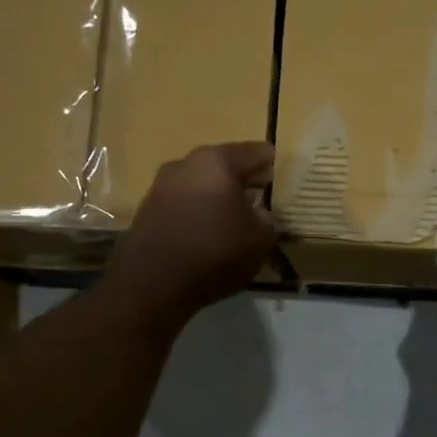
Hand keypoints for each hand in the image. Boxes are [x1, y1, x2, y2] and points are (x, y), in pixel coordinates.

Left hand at [108, 141, 277, 320]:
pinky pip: (185, 204)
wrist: (153, 284)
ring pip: (204, 185)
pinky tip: (210, 237)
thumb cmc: (215, 252)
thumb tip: (264, 216)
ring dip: (221, 200)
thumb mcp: (261, 240)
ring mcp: (162, 185)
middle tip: (265, 207)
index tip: (288, 189)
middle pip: (227, 167)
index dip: (277, 169)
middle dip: (247, 184)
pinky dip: (200, 214)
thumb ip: (270, 220)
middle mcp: (186, 163)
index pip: (259, 153)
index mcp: (218, 161)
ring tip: (237, 225)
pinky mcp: (148, 209)